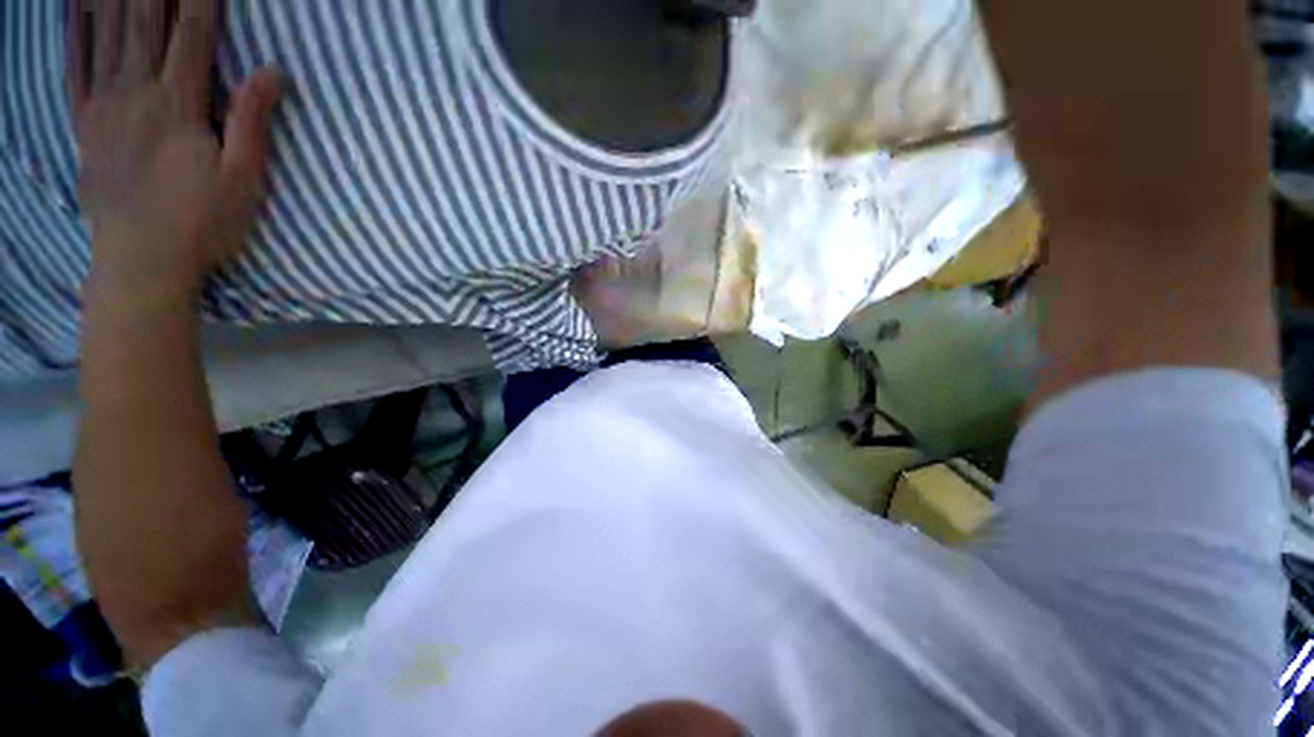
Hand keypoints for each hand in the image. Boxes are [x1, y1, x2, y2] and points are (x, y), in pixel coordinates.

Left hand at [72, 0, 282, 306]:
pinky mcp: (87, 141)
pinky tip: (83, 40)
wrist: (135, 285)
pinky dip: (84, 59)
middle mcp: (137, 100)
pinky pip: (82, 89)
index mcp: (176, 106)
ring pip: (111, 47)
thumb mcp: (238, 185)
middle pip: (146, 25)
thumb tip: (272, 70)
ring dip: (119, 13)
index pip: (192, 29)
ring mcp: (106, 120)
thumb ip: (251, 123)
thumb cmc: (192, 236)